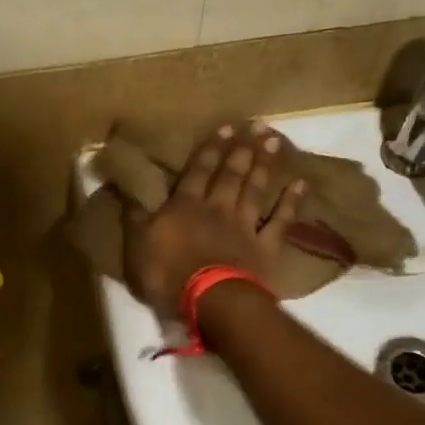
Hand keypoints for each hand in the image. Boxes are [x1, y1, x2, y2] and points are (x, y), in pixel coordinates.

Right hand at [124, 122, 306, 318]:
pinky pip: (281, 221)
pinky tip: (299, 184)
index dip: (210, 150)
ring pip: (254, 190)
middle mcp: (217, 209)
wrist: (210, 300)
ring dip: (263, 165)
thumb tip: (124, 188)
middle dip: (241, 149)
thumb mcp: (138, 246)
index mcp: (185, 207)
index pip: (197, 172)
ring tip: (273, 141)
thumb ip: (135, 217)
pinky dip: (290, 203)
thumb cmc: (168, 274)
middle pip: (230, 175)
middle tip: (256, 125)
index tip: (225, 127)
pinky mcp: (265, 247)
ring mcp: (244, 227)